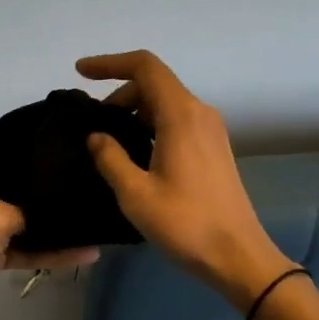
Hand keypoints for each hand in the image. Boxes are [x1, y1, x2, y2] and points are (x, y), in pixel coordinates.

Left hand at [0, 146, 96, 319]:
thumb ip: (31, 207)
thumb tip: (61, 204)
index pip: (13, 144)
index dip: (42, 143)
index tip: (79, 142)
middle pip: (24, 181)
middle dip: (55, 184)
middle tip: (97, 178)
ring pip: (28, 217)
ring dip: (57, 223)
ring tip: (97, 217)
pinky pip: (27, 246)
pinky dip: (50, 251)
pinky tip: (85, 253)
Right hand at [77, 51, 295, 308]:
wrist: (238, 256)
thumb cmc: (186, 224)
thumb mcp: (136, 194)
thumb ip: (110, 158)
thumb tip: (96, 136)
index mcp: (180, 115)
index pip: (144, 67)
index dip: (109, 63)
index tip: (80, 73)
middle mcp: (199, 113)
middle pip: (154, 83)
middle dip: (118, 94)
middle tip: (93, 125)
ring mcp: (210, 130)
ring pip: (165, 102)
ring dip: (134, 111)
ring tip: (109, 141)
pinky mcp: (213, 147)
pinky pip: (176, 120)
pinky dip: (150, 124)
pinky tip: (135, 154)